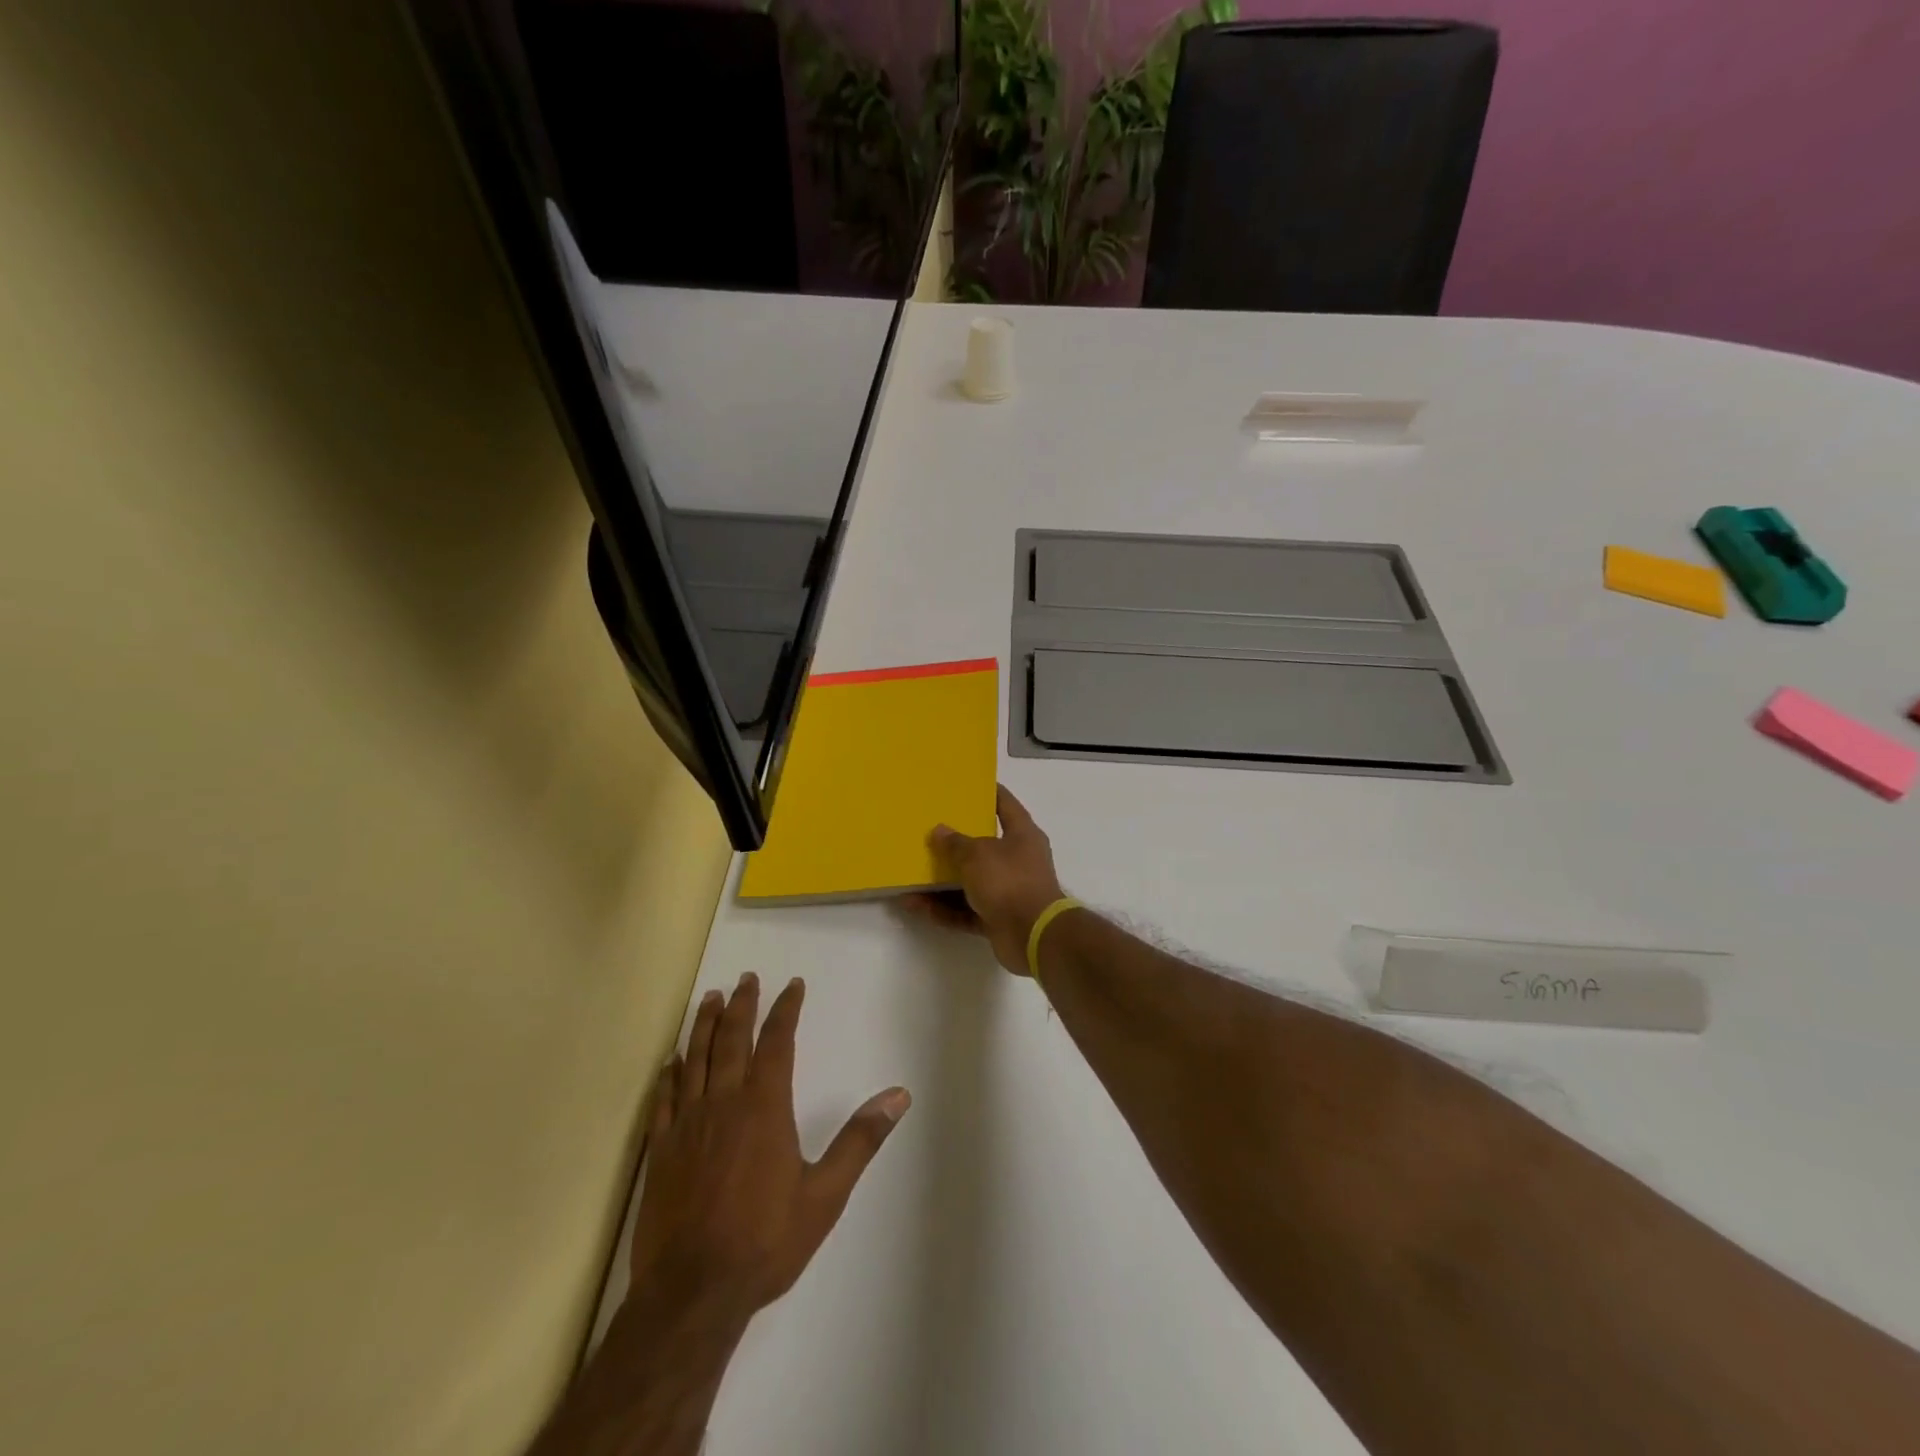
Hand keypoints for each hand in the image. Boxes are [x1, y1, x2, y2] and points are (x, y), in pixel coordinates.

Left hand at [629, 974, 910, 1324]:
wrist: (692, 1294)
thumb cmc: (765, 1241)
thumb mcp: (826, 1194)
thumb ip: (861, 1140)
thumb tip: (899, 1096)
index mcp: (765, 1106)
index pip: (777, 1042)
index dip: (786, 1009)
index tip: (792, 985)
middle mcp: (724, 1102)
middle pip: (733, 1040)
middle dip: (743, 1005)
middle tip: (747, 978)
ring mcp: (687, 1124)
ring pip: (696, 1059)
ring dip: (706, 1025)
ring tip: (712, 998)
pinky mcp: (660, 1150)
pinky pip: (665, 1098)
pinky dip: (670, 1073)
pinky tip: (672, 1060)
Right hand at [909, 784, 1066, 973]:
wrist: (1032, 935)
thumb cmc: (1009, 881)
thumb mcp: (977, 854)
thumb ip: (955, 843)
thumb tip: (939, 831)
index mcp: (1022, 835)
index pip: (1005, 804)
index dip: (988, 793)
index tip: (966, 785)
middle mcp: (1017, 860)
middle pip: (983, 846)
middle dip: (955, 844)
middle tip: (927, 833)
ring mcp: (1008, 891)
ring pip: (969, 882)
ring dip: (941, 883)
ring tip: (910, 876)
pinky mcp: (997, 918)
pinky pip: (965, 910)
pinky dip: (943, 909)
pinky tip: (915, 906)